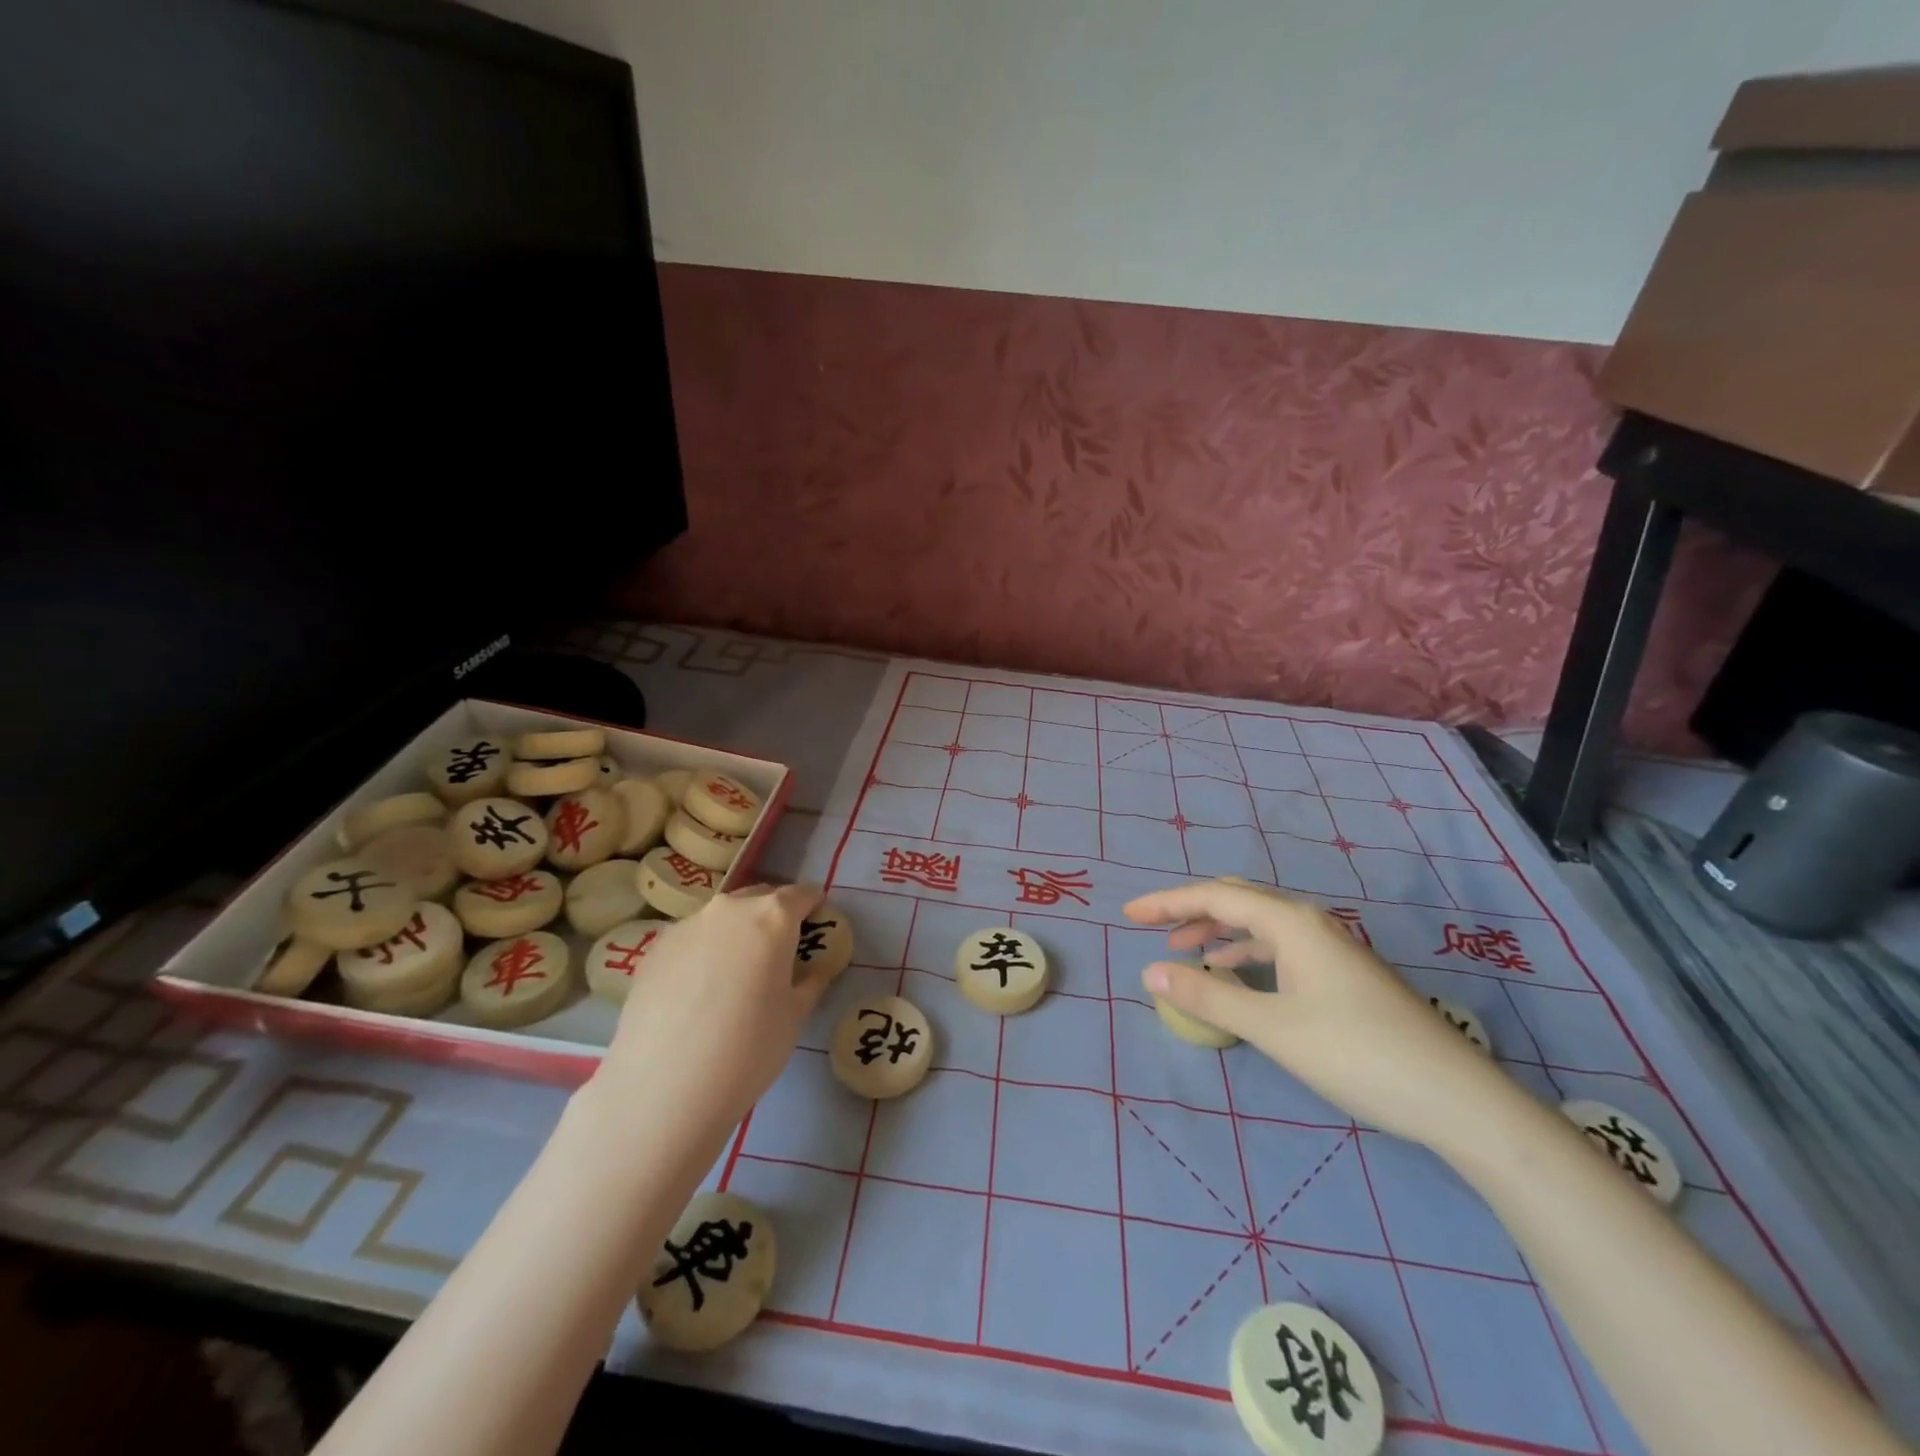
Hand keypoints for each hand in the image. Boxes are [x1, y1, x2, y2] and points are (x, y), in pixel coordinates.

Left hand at [595, 883, 829, 1142]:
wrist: (664, 1087)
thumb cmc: (748, 1048)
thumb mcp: (795, 1017)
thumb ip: (811, 981)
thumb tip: (816, 969)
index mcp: (772, 917)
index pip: (801, 894)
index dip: (813, 906)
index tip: (817, 924)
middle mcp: (729, 909)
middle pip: (759, 898)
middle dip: (774, 916)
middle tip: (779, 951)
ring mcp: (687, 925)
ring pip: (722, 918)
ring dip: (736, 933)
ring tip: (735, 974)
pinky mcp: (654, 949)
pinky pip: (691, 939)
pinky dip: (703, 952)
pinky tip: (699, 991)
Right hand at [1125, 879, 1517, 1148]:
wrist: (1456, 1098)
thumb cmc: (1356, 1054)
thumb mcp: (1272, 1027)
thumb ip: (1208, 996)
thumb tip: (1150, 971)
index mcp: (1291, 922)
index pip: (1215, 897)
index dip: (1167, 902)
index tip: (1128, 914)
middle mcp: (1310, 923)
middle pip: (1238, 900)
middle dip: (1191, 910)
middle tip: (1152, 927)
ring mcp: (1330, 948)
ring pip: (1260, 924)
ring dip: (1218, 932)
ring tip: (1184, 951)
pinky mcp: (1342, 974)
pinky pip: (1279, 947)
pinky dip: (1246, 953)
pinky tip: (1235, 975)